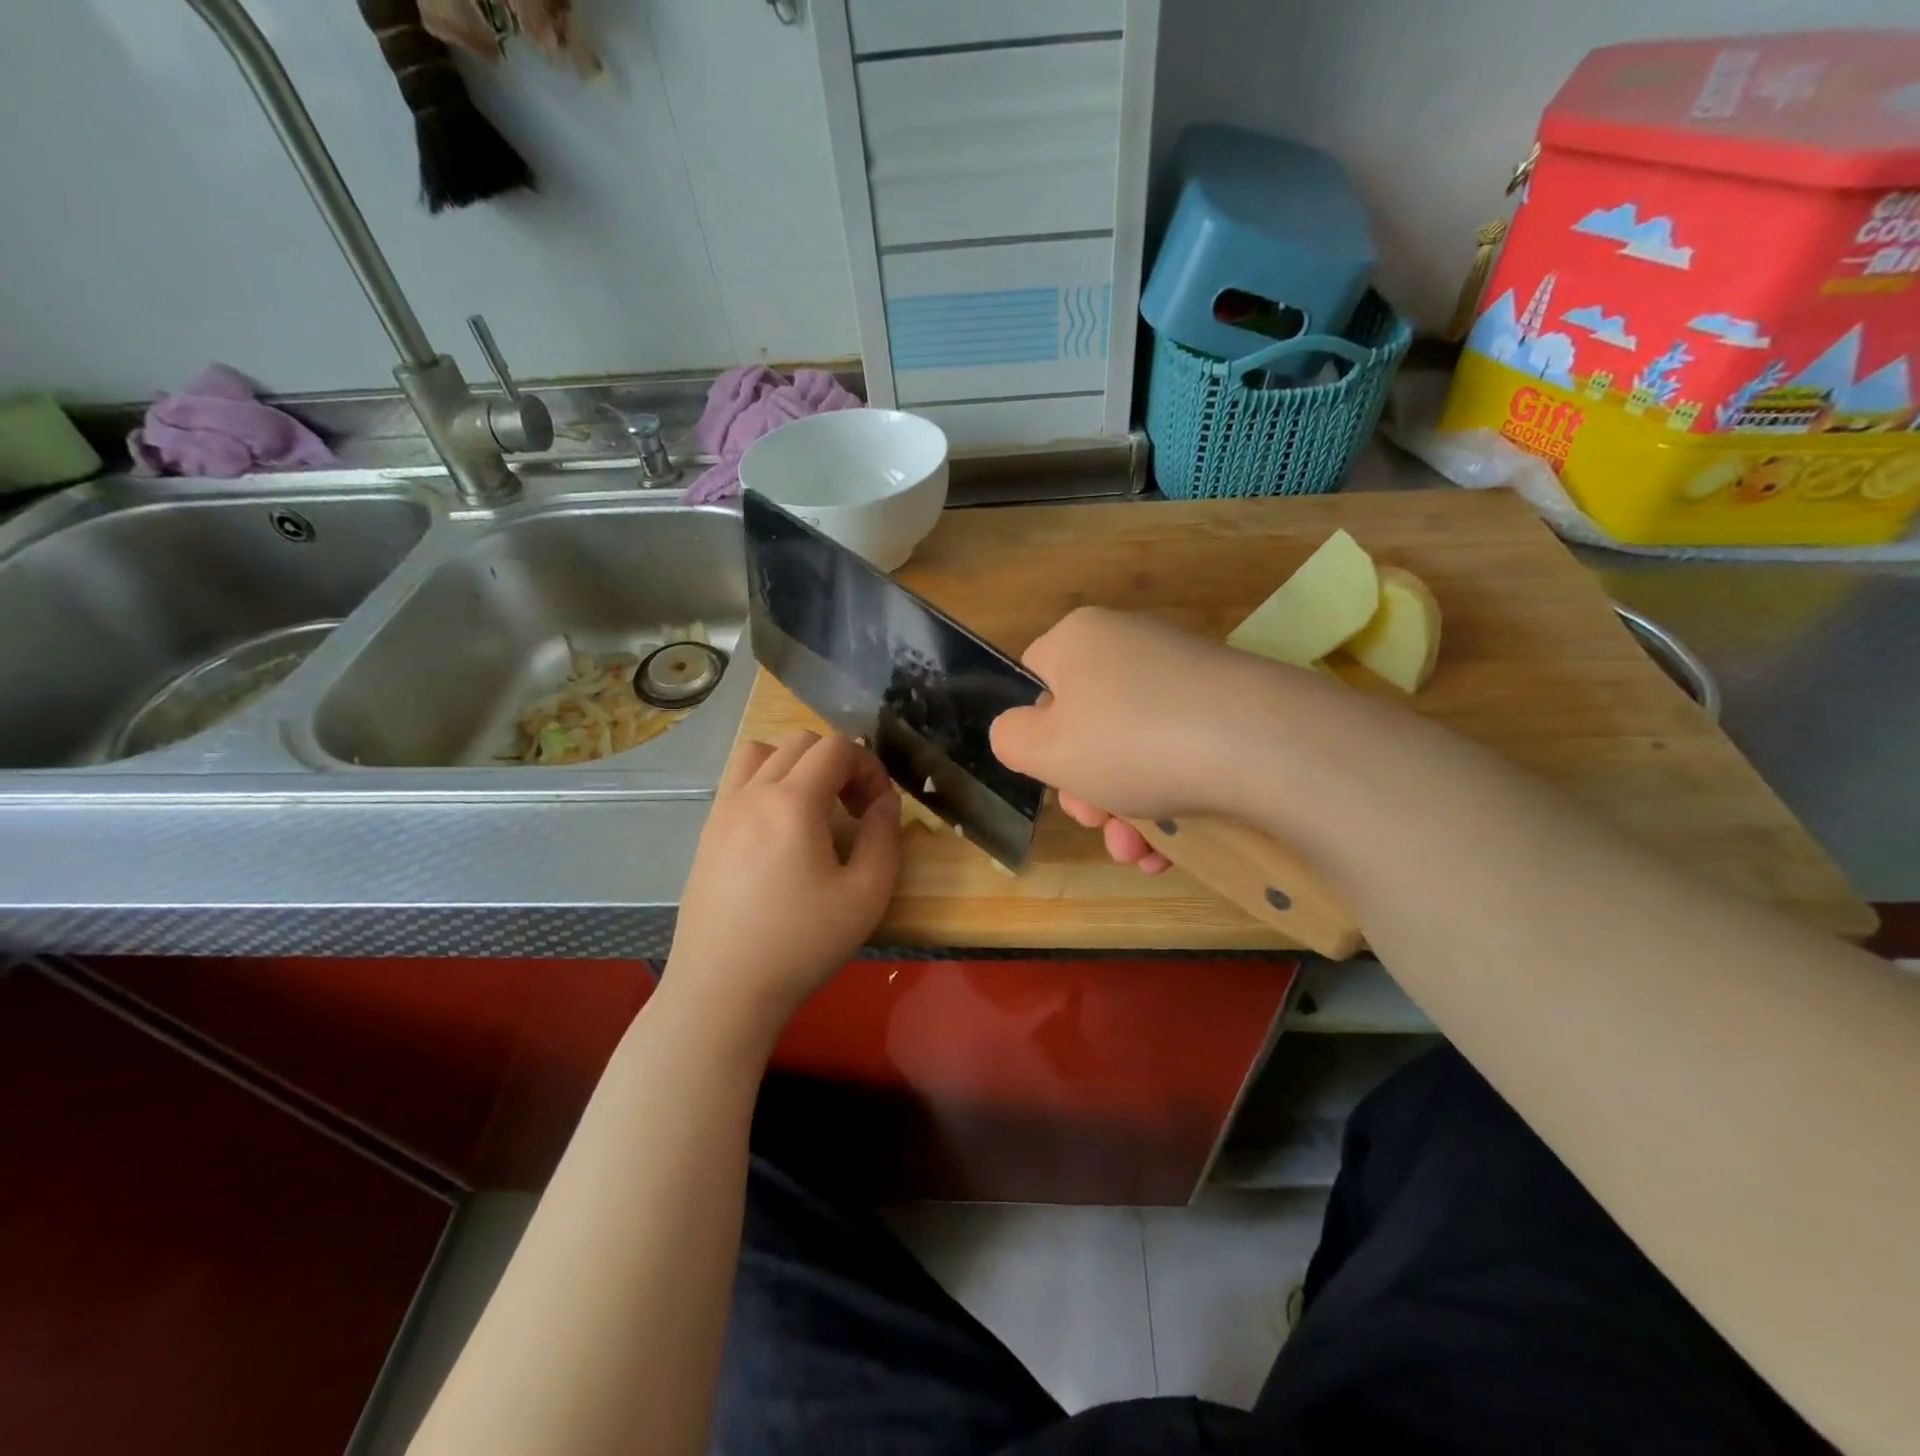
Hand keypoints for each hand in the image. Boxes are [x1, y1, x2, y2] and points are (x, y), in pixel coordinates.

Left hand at [666, 730, 900, 1038]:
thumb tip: (885, 801)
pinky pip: (737, 782)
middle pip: (800, 743)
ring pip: (761, 753)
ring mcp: (722, 812)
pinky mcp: (706, 834)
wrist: (721, 991)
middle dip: (838, 763)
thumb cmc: (800, 945)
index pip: (836, 747)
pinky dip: (765, 783)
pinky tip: (778, 831)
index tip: (879, 807)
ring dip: (796, 765)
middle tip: (854, 809)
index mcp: (792, 802)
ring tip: (813, 808)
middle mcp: (752, 793)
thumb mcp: (866, 896)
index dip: (869, 766)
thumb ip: (884, 837)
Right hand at [990, 607, 1319, 872]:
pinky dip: (1167, 802)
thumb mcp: (1044, 748)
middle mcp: (1131, 645)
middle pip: (1085, 723)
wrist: (1265, 746)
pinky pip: (1178, 754)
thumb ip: (1010, 738)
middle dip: (1085, 787)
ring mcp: (1184, 676)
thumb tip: (1019, 732)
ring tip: (1137, 852)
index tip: (1053, 774)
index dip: (1035, 733)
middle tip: (1097, 823)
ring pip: (1132, 749)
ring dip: (1124, 810)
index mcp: (1080, 639)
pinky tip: (1169, 851)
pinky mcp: (1227, 708)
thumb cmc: (1131, 741)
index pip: (1035, 679)